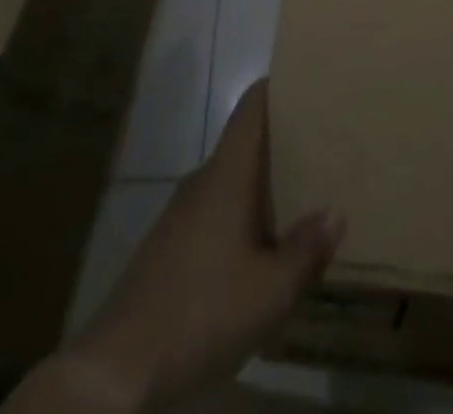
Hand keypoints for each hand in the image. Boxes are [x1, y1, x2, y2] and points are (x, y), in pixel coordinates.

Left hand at [7, 81, 345, 413]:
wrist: (116, 370)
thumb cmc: (202, 311)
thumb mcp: (271, 291)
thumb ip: (305, 250)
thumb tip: (335, 213)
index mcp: (227, 173)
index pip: (252, 106)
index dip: (279, 87)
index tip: (310, 83)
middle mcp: (203, 180)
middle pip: (245, 144)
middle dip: (281, 143)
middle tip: (322, 147)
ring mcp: (180, 214)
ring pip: (230, 182)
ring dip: (262, 186)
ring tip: (301, 198)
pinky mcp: (168, 248)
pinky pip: (215, 213)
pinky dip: (242, 217)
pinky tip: (260, 251)